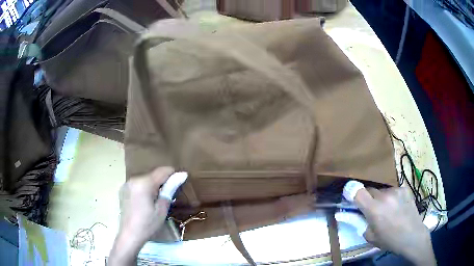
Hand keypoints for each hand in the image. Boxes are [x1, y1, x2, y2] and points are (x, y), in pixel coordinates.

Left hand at [108, 167, 174, 265]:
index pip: (162, 171)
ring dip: (153, 186)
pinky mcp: (123, 190)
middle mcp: (133, 179)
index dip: (173, 174)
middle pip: (153, 174)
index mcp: (143, 183)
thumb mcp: (162, 209)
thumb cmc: (148, 224)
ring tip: (156, 201)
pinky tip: (145, 203)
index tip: (180, 182)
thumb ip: (170, 189)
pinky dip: (144, 189)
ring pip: (145, 179)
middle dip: (162, 182)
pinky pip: (138, 184)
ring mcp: (127, 184)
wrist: (129, 235)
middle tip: (168, 197)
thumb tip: (182, 174)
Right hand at [354, 187, 435, 265]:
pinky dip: (391, 197)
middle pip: (369, 189)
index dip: (351, 191)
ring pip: (381, 190)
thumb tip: (351, 213)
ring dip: (380, 198)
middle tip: (371, 209)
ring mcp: (396, 190)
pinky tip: (397, 206)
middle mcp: (385, 196)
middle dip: (367, 198)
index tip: (349, 195)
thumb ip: (360, 222)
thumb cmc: (390, 240)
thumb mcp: (370, 236)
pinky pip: (392, 190)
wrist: (413, 236)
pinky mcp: (404, 188)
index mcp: (374, 209)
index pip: (357, 191)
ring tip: (387, 209)